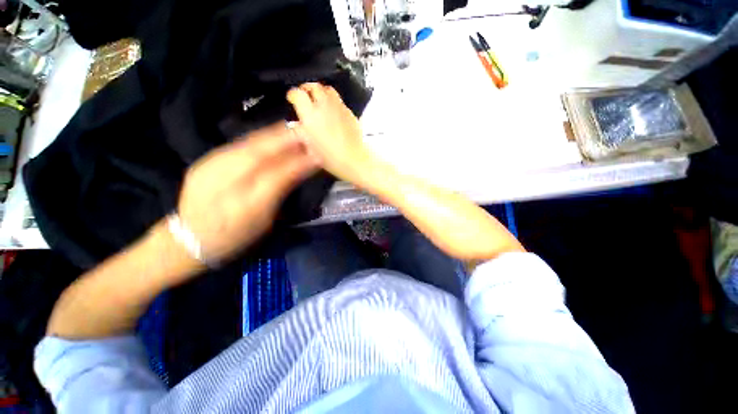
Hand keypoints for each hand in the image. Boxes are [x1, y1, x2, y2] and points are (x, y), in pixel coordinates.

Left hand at [177, 122, 317, 261]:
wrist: (189, 238)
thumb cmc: (237, 236)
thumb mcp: (265, 223)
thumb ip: (282, 194)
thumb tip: (301, 171)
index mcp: (247, 207)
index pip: (278, 177)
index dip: (299, 162)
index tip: (318, 153)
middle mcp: (226, 185)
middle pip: (260, 155)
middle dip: (286, 141)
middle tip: (307, 131)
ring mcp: (210, 170)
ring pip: (247, 146)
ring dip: (273, 135)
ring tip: (292, 129)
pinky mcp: (204, 162)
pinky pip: (237, 146)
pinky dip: (258, 138)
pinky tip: (270, 135)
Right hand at [287, 83, 372, 183]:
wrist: (353, 159)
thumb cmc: (331, 157)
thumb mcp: (310, 147)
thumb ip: (302, 132)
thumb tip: (299, 125)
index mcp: (310, 115)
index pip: (297, 93)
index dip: (293, 94)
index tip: (292, 98)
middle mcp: (324, 107)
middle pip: (314, 86)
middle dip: (307, 88)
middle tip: (305, 95)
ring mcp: (339, 107)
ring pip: (328, 89)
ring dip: (321, 92)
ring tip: (319, 99)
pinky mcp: (350, 112)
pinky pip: (340, 101)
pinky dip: (334, 102)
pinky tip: (334, 111)